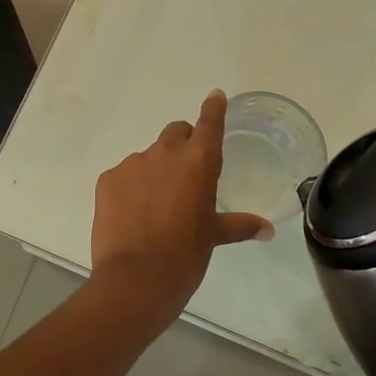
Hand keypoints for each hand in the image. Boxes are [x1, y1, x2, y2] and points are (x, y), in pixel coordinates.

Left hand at [91, 90, 273, 318]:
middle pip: (176, 133)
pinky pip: (123, 176)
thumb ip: (240, 225)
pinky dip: (130, 188)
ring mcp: (133, 164)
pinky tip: (131, 216)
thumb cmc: (185, 256)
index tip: (214, 96)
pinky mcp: (107, 179)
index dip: (213, 109)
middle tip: (184, 177)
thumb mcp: (214, 237)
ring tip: (154, 208)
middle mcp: (166, 153)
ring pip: (148, 157)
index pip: (209, 123)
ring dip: (154, 172)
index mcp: (199, 162)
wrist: (135, 279)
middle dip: (183, 145)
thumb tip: (268, 230)